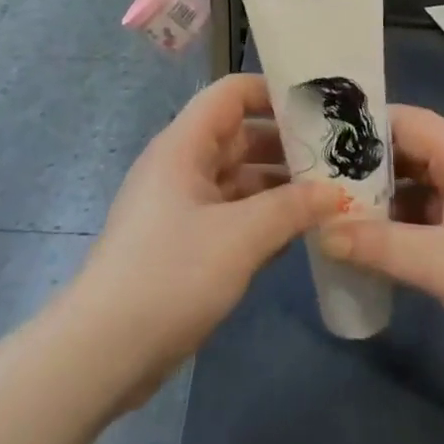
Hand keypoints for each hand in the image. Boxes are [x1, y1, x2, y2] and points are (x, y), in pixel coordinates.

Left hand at [70, 73, 342, 397]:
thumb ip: (292, 208)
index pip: (231, 93)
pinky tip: (301, 233)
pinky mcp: (185, 243)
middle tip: (339, 157)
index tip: (319, 109)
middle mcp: (182, 166)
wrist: (103, 351)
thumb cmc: (170, 274)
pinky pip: (232, 215)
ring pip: (239, 179)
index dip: (273, 92)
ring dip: (280, 185)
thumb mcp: (241, 237)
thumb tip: (334, 193)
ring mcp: (182, 206)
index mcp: (184, 146)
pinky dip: (264, 218)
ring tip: (331, 194)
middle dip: (287, 144)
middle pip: (240, 136)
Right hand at [322, 106, 443, 384]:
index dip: (364, 127)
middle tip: (320, 183)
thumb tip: (321, 231)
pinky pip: (435, 217)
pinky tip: (378, 247)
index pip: (406, 121)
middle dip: (367, 169)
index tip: (320, 140)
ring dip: (386, 202)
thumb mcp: (440, 262)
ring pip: (421, 188)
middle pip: (411, 153)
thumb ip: (379, 245)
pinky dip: (406, 227)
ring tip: (338, 215)